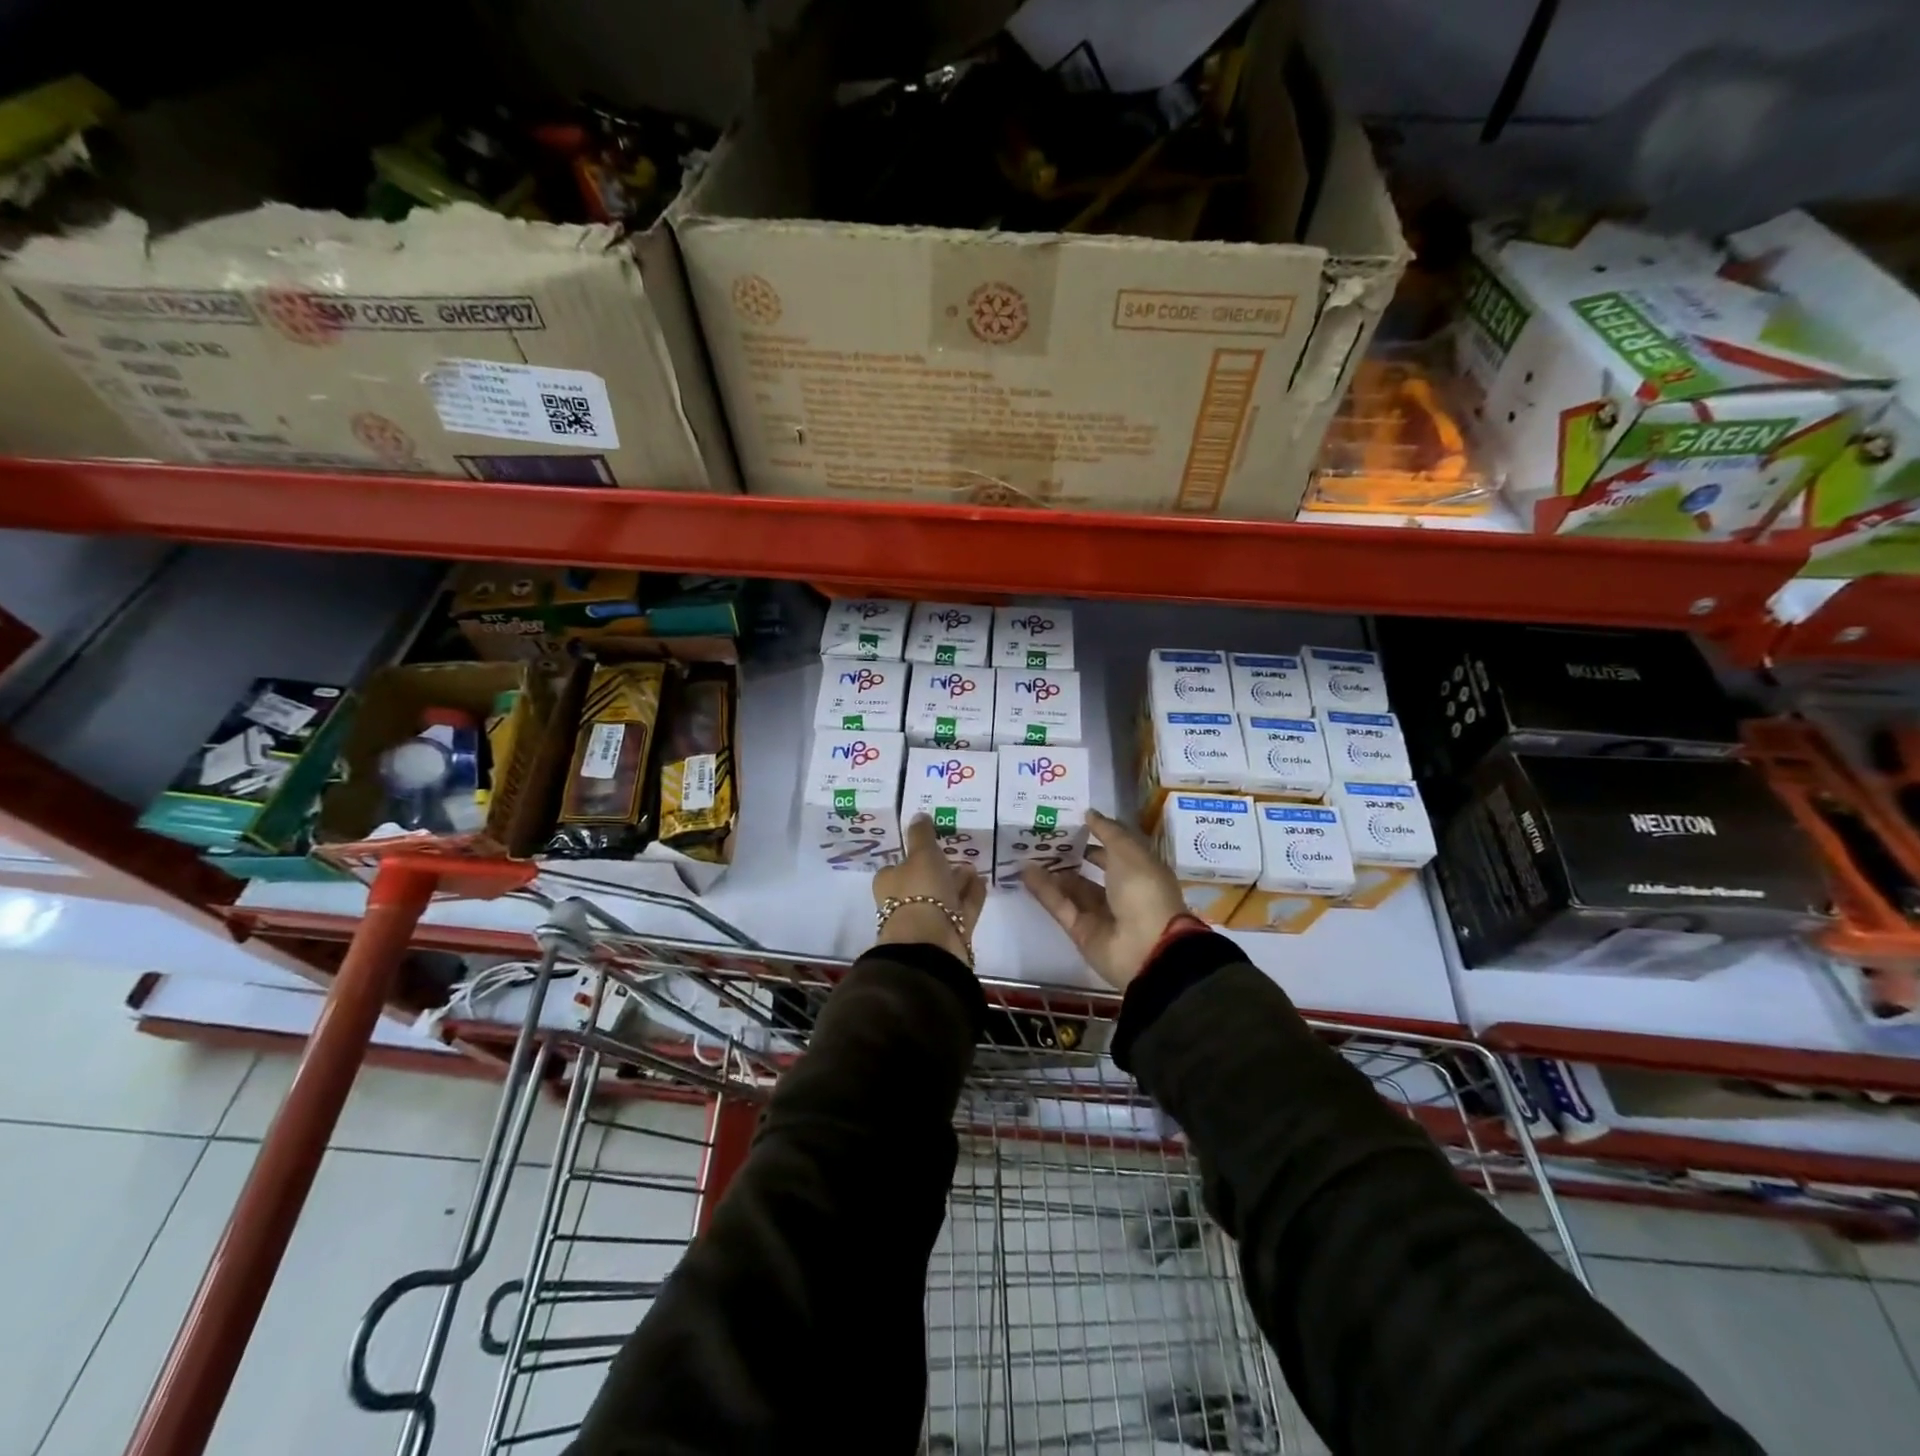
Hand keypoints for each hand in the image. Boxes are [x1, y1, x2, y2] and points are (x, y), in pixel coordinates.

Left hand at [873, 815, 985, 963]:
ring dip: (958, 882)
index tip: (933, 845)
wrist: (930, 942)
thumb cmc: (919, 891)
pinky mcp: (949, 933)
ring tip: (974, 867)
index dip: (915, 856)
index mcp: (889, 882)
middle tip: (959, 855)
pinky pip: (962, 909)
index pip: (899, 866)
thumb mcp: (921, 854)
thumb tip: (918, 815)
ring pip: (945, 896)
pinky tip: (982, 882)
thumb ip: (921, 835)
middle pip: (924, 882)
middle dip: (941, 869)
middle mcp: (904, 902)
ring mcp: (928, 920)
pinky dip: (971, 896)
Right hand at [1022, 809, 1190, 988]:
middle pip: (1093, 869)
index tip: (1072, 820)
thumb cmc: (1144, 891)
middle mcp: (1122, 892)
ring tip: (1027, 851)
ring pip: (1073, 888)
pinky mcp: (1081, 931)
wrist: (1146, 948)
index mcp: (1141, 871)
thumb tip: (1089, 813)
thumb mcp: (1128, 852)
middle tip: (1044, 835)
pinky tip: (1025, 872)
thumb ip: (1106, 831)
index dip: (1097, 834)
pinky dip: (1044, 890)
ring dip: (1053, 871)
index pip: (1117, 849)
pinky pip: (1061, 906)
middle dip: (1072, 854)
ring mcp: (1101, 913)